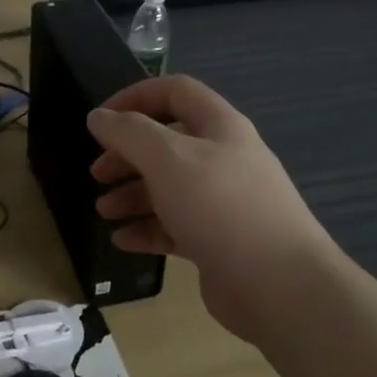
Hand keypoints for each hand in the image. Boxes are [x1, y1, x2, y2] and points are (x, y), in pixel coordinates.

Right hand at [88, 75, 336, 341]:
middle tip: (97, 173)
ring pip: (169, 187)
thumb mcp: (167, 158)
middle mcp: (224, 158)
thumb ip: (128, 133)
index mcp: (219, 126)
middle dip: (127, 154)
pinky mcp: (219, 241)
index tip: (100, 120)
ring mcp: (223, 202)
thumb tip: (98, 116)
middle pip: (168, 143)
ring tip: (104, 211)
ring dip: (133, 194)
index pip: (175, 92)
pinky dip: (147, 229)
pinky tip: (122, 240)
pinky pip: (176, 226)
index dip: (135, 97)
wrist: (279, 285)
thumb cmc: (220, 207)